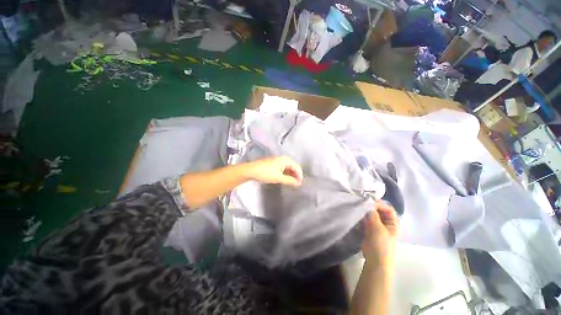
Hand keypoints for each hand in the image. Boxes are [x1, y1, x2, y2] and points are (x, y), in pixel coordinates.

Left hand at [247, 156, 302, 186]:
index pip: (297, 167)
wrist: (251, 170)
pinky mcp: (273, 164)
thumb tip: (298, 183)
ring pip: (288, 168)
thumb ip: (290, 180)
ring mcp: (278, 161)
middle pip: (293, 167)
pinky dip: (285, 174)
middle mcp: (283, 159)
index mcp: (286, 160)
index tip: (300, 184)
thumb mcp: (279, 178)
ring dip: (290, 175)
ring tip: (291, 183)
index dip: (300, 176)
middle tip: (296, 184)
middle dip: (295, 175)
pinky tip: (285, 179)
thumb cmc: (266, 173)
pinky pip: (283, 169)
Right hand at [362, 201, 398, 265]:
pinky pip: (366, 219)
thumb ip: (373, 215)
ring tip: (358, 206)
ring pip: (372, 215)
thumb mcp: (378, 228)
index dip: (380, 204)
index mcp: (393, 223)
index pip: (388, 209)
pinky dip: (362, 216)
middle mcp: (386, 223)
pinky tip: (357, 213)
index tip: (369, 201)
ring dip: (366, 211)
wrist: (375, 260)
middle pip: (380, 211)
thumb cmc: (381, 244)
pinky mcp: (369, 229)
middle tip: (362, 202)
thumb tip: (368, 203)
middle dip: (372, 206)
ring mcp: (377, 226)